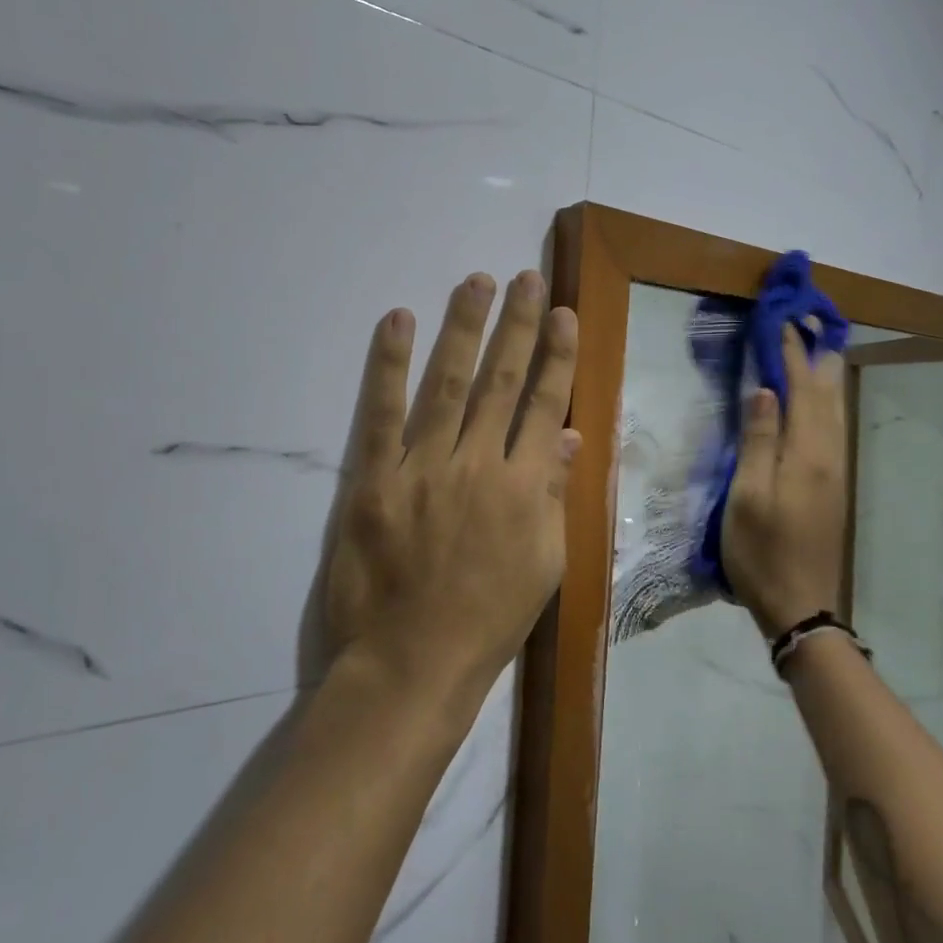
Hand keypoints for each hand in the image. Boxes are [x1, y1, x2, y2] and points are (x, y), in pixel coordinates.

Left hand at [324, 270, 580, 699]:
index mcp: (525, 487)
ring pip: (449, 384)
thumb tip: (567, 434)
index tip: (562, 314)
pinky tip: (398, 320)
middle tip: (525, 278)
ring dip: (465, 328)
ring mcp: (424, 467)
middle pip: (501, 381)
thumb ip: (554, 494)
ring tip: (476, 282)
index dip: (555, 356)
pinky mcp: (374, 479)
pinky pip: (382, 413)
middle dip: (517, 326)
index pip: (544, 404)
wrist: (411, 664)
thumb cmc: (487, 620)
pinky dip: (389, 364)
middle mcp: (479, 464)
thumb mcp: (544, 564)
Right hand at [721, 324, 848, 638]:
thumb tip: (767, 390)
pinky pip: (833, 427)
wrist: (800, 605)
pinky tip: (818, 399)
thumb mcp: (747, 496)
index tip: (783, 321)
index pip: (802, 390)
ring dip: (824, 375)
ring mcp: (835, 471)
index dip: (792, 355)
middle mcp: (830, 455)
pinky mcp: (833, 485)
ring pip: (835, 410)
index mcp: (808, 454)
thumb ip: (759, 440)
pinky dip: (826, 401)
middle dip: (816, 355)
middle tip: (806, 323)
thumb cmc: (761, 551)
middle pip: (828, 394)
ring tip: (815, 347)